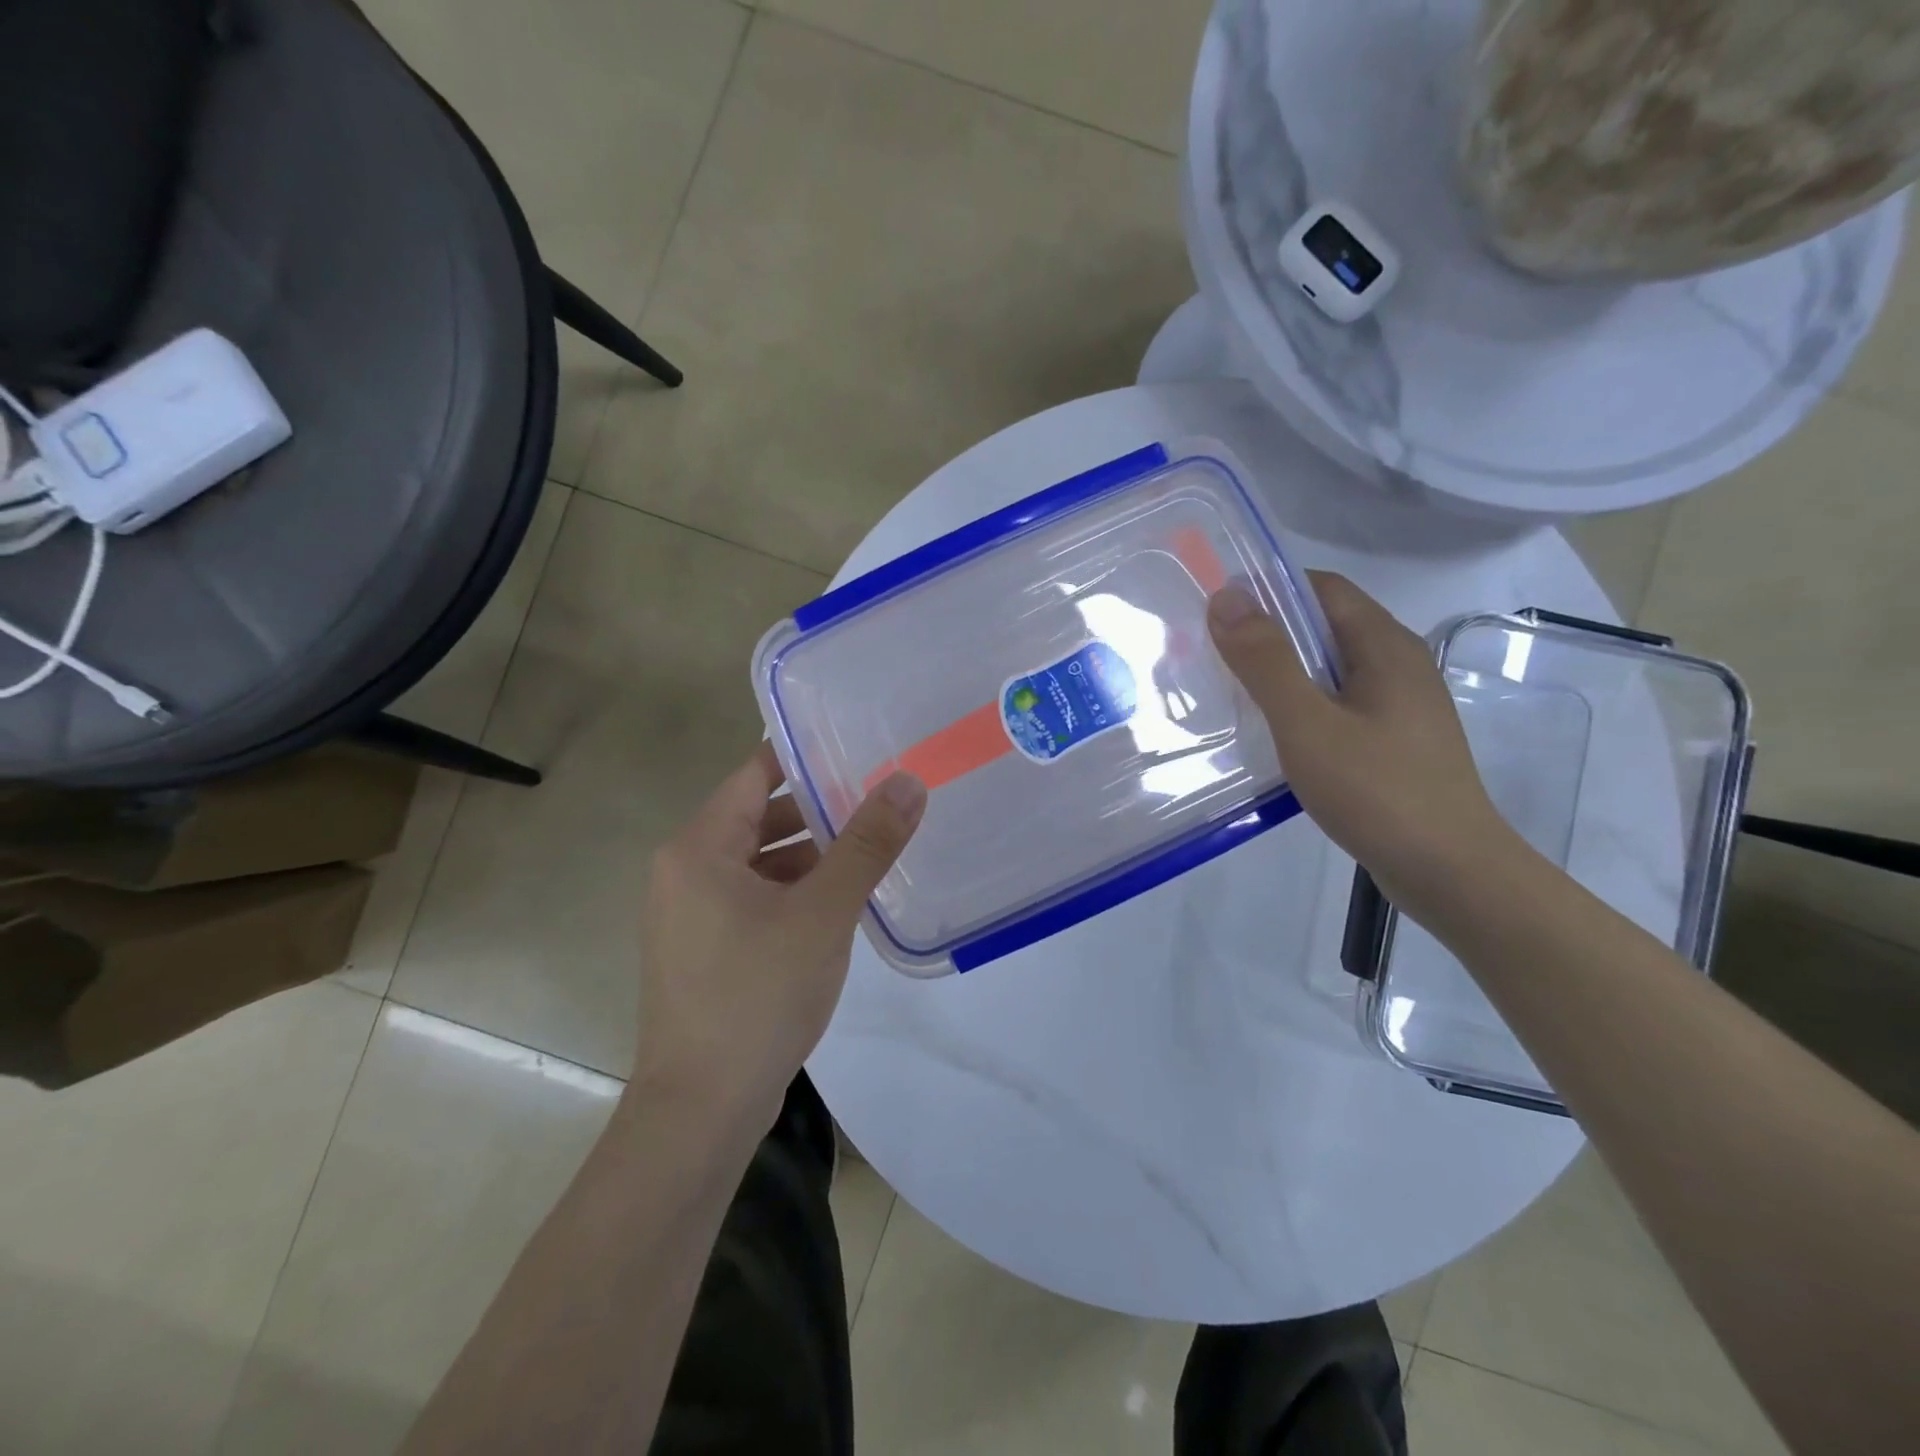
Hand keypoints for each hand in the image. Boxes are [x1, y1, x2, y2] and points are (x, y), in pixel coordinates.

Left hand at [635, 743, 925, 1127]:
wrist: (702, 1110)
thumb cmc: (758, 995)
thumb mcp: (823, 912)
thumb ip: (867, 844)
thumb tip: (907, 782)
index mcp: (698, 848)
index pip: (755, 774)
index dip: (806, 758)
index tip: (859, 749)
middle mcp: (683, 871)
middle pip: (758, 818)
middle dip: (818, 812)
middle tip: (880, 802)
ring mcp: (689, 915)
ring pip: (759, 863)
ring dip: (810, 857)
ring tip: (871, 853)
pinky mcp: (703, 951)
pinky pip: (753, 900)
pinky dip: (793, 893)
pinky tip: (838, 907)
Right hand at [1208, 573, 1523, 917]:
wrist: (1450, 872)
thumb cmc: (1377, 791)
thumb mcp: (1308, 724)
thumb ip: (1265, 662)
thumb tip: (1226, 597)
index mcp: (1384, 646)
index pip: (1322, 589)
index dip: (1268, 590)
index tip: (1218, 614)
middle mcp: (1398, 665)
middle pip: (1325, 627)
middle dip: (1267, 634)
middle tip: (1212, 657)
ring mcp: (1399, 706)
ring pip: (1329, 670)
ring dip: (1281, 674)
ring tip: (1232, 695)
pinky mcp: (1394, 742)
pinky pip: (1338, 705)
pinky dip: (1301, 707)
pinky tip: (1273, 736)